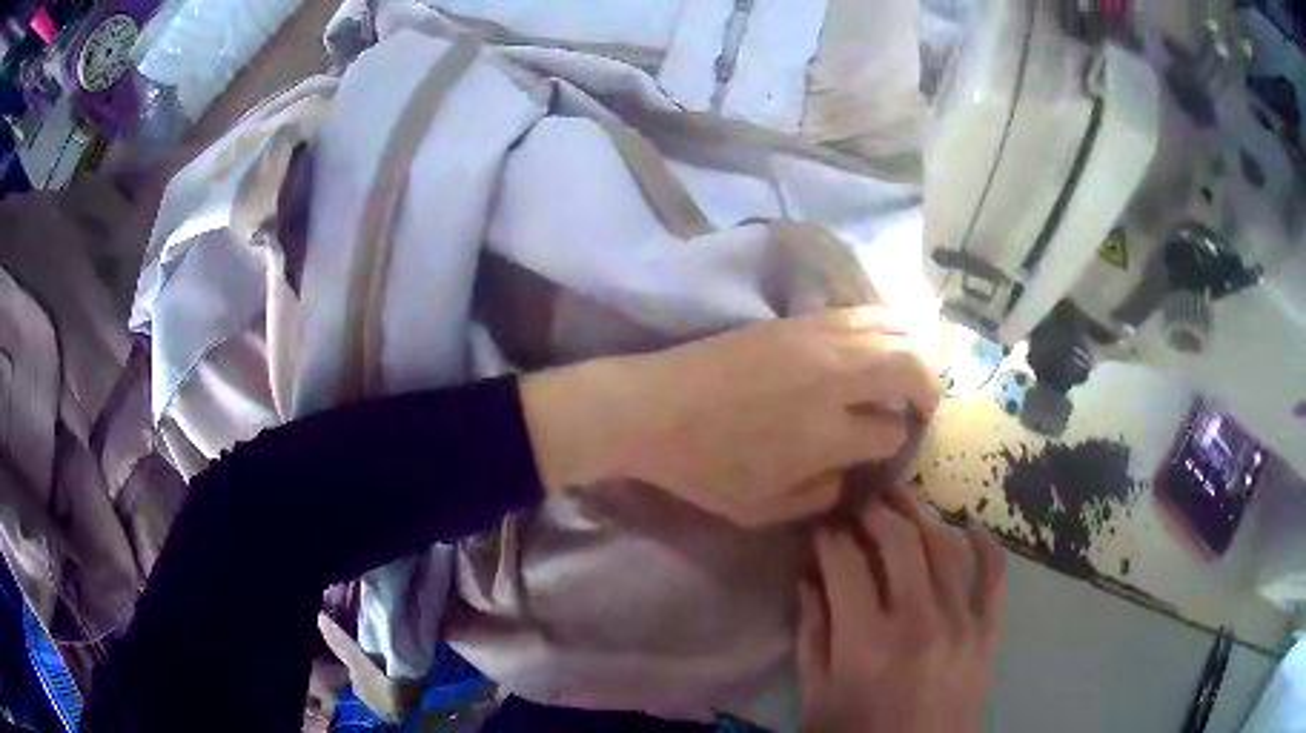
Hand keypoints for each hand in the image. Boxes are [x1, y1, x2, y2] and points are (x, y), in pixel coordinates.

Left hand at [519, 306, 939, 525]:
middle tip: (920, 405)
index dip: (896, 441)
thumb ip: (820, 496)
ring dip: (912, 350)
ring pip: (893, 329)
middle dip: (928, 388)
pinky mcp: (797, 320)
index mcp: (828, 433)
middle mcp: (834, 378)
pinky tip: (877, 345)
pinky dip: (884, 327)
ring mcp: (817, 340)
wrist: (653, 408)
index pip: (891, 430)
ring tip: (906, 373)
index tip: (886, 446)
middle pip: (911, 366)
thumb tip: (850, 470)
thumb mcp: (763, 510)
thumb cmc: (704, 468)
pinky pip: (859, 312)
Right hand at [798, 487, 1006, 732]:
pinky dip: (985, 545)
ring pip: (946, 546)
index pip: (845, 563)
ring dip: (921, 515)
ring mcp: (962, 624)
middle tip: (857, 499)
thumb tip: (809, 576)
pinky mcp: (987, 633)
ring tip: (900, 499)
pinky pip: (994, 576)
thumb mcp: (816, 696)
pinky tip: (968, 528)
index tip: (819, 525)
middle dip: (874, 510)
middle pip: (900, 542)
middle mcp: (919, 623)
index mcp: (866, 644)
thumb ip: (812, 634)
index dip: (828, 535)